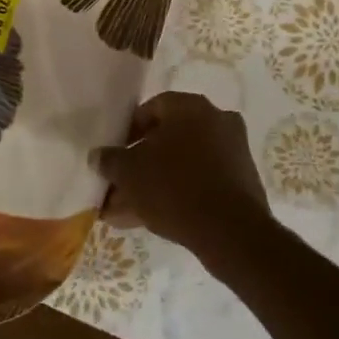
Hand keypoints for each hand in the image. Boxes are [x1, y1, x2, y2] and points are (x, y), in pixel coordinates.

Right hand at [91, 93, 273, 266]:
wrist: (231, 231)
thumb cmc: (174, 187)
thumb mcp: (130, 172)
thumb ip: (110, 160)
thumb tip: (98, 156)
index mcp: (191, 107)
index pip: (152, 108)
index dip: (129, 131)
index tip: (115, 154)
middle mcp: (216, 120)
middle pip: (168, 139)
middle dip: (140, 164)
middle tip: (118, 187)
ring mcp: (232, 152)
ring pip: (182, 165)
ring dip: (154, 184)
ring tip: (123, 212)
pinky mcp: (240, 181)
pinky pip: (199, 182)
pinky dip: (176, 195)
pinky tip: (148, 220)